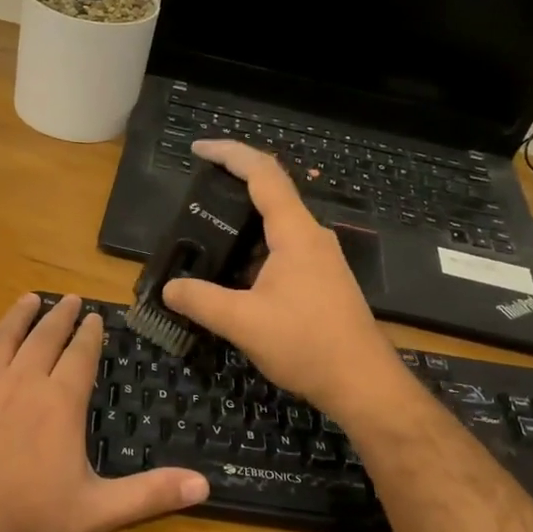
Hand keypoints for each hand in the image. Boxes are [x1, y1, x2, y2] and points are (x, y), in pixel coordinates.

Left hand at [0, 293, 208, 531]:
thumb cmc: (29, 525)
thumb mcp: (98, 512)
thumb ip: (150, 494)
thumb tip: (205, 485)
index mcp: (59, 404)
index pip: (80, 356)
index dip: (90, 335)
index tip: (96, 316)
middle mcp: (20, 385)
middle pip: (43, 339)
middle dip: (58, 317)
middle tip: (68, 298)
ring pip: (0, 342)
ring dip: (15, 319)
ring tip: (27, 300)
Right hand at [162, 140, 404, 415]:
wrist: (362, 383)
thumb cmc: (306, 344)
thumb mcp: (243, 323)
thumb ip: (201, 301)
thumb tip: (169, 288)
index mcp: (295, 233)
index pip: (263, 174)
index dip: (230, 154)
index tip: (198, 149)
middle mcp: (312, 237)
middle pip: (272, 194)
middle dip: (232, 187)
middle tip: (196, 197)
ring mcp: (321, 259)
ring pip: (277, 227)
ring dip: (243, 226)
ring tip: (206, 237)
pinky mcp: (322, 281)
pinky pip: (284, 250)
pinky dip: (255, 251)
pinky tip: (235, 275)